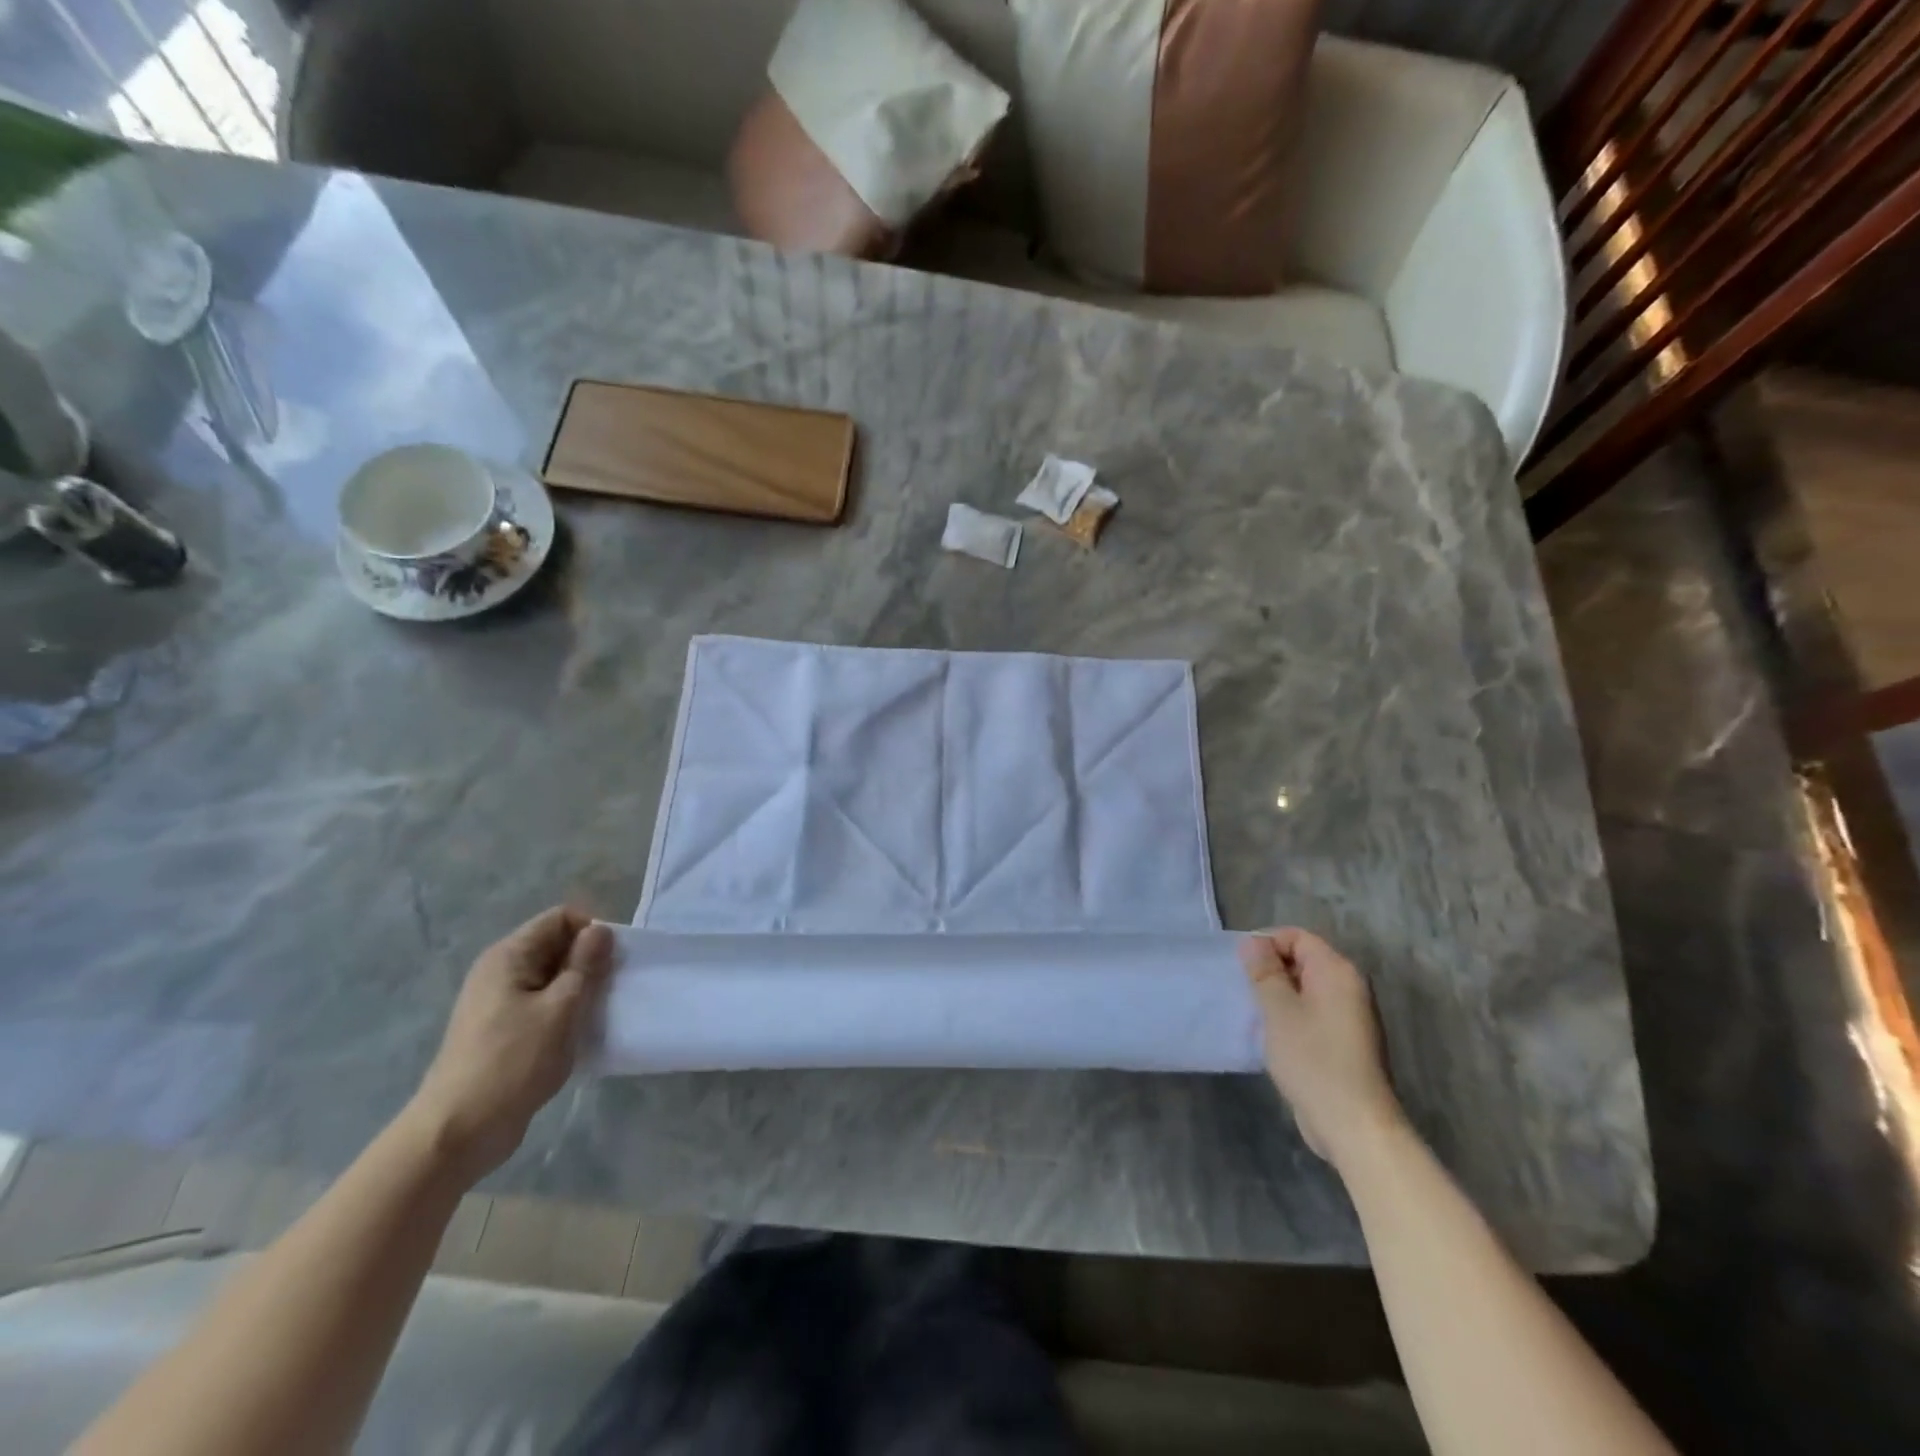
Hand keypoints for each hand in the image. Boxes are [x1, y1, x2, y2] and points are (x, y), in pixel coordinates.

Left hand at [408, 907, 613, 1180]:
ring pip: (552, 978)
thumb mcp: (561, 1008)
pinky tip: (578, 1034)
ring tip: (596, 1013)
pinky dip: (565, 1012)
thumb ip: (584, 965)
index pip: (560, 918)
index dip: (591, 931)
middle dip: (588, 961)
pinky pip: (543, 1005)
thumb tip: (600, 930)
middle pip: (556, 945)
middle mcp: (500, 971)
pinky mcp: (502, 1031)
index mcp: (509, 956)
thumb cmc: (513, 1062)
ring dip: (579, 990)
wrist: (458, 1132)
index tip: (613, 961)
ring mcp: (498, 1003)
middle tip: (610, 989)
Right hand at [1241, 928, 1403, 1168]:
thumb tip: (1253, 942)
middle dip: (1270, 970)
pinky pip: (1312, 1014)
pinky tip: (1271, 1036)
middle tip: (1243, 989)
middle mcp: (1349, 987)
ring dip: (1277, 996)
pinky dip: (1290, 1017)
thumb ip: (1264, 971)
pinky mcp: (1345, 1042)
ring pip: (1305, 989)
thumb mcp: (1278, 1010)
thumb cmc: (1313, 1060)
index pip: (1297, 937)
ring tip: (1253, 1013)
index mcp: (1337, 972)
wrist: (1354, 1125)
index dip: (1266, 943)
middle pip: (1302, 960)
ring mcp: (1350, 1017)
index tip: (1241, 966)